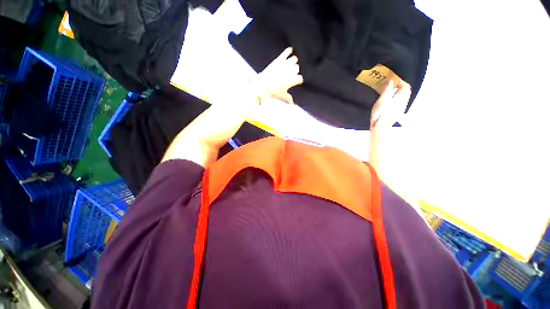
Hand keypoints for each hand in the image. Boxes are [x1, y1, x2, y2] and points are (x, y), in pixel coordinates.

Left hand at [253, 47, 303, 103]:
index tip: (298, 81)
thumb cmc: (273, 91)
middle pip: (296, 68)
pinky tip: (290, 49)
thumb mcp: (282, 95)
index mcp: (292, 80)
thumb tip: (292, 103)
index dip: (299, 80)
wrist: (263, 85)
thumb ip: (288, 98)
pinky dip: (288, 52)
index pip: (300, 78)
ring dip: (293, 62)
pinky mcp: (279, 61)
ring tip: (293, 62)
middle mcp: (290, 72)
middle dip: (295, 70)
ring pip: (293, 60)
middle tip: (293, 72)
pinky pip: (285, 54)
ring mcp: (285, 65)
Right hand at [370, 80, 411, 128]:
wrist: (381, 127)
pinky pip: (402, 101)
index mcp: (400, 97)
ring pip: (405, 96)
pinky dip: (398, 98)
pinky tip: (391, 101)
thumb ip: (387, 90)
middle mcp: (404, 101)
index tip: (392, 81)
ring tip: (390, 93)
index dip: (400, 81)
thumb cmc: (379, 114)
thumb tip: (391, 81)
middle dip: (400, 87)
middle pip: (406, 90)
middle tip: (391, 86)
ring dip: (399, 93)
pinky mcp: (399, 112)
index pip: (405, 85)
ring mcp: (402, 107)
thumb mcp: (381, 101)